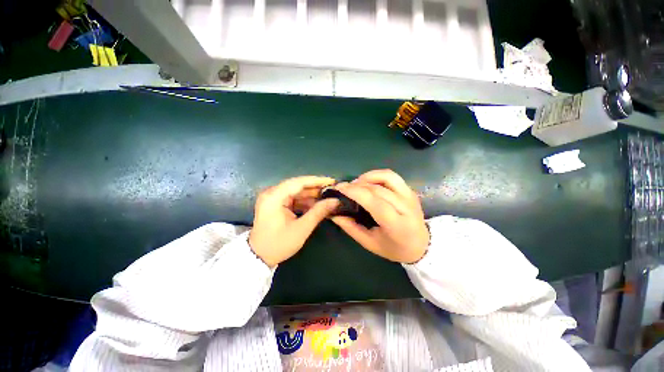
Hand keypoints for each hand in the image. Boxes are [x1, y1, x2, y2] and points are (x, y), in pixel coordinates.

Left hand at [249, 176, 338, 266]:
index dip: (317, 181)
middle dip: (316, 188)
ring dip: (312, 196)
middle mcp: (272, 193)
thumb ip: (318, 212)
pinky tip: (317, 205)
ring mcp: (273, 198)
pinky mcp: (276, 204)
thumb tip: (335, 201)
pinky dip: (305, 202)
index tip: (332, 181)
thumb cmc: (278, 244)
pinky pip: (293, 199)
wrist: (259, 257)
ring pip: (297, 192)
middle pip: (298, 186)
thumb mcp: (301, 228)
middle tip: (332, 190)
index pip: (298, 182)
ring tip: (328, 198)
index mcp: (274, 196)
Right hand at [331, 169, 428, 263]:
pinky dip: (376, 175)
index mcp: (397, 225)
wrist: (421, 245)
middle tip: (344, 188)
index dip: (355, 192)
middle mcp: (406, 207)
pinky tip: (368, 183)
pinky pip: (391, 176)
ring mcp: (410, 196)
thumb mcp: (370, 243)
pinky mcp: (410, 190)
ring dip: (367, 176)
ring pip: (387, 176)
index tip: (339, 188)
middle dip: (357, 185)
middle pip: (378, 188)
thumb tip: (334, 214)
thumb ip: (351, 228)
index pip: (375, 202)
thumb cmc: (394, 248)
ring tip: (356, 184)